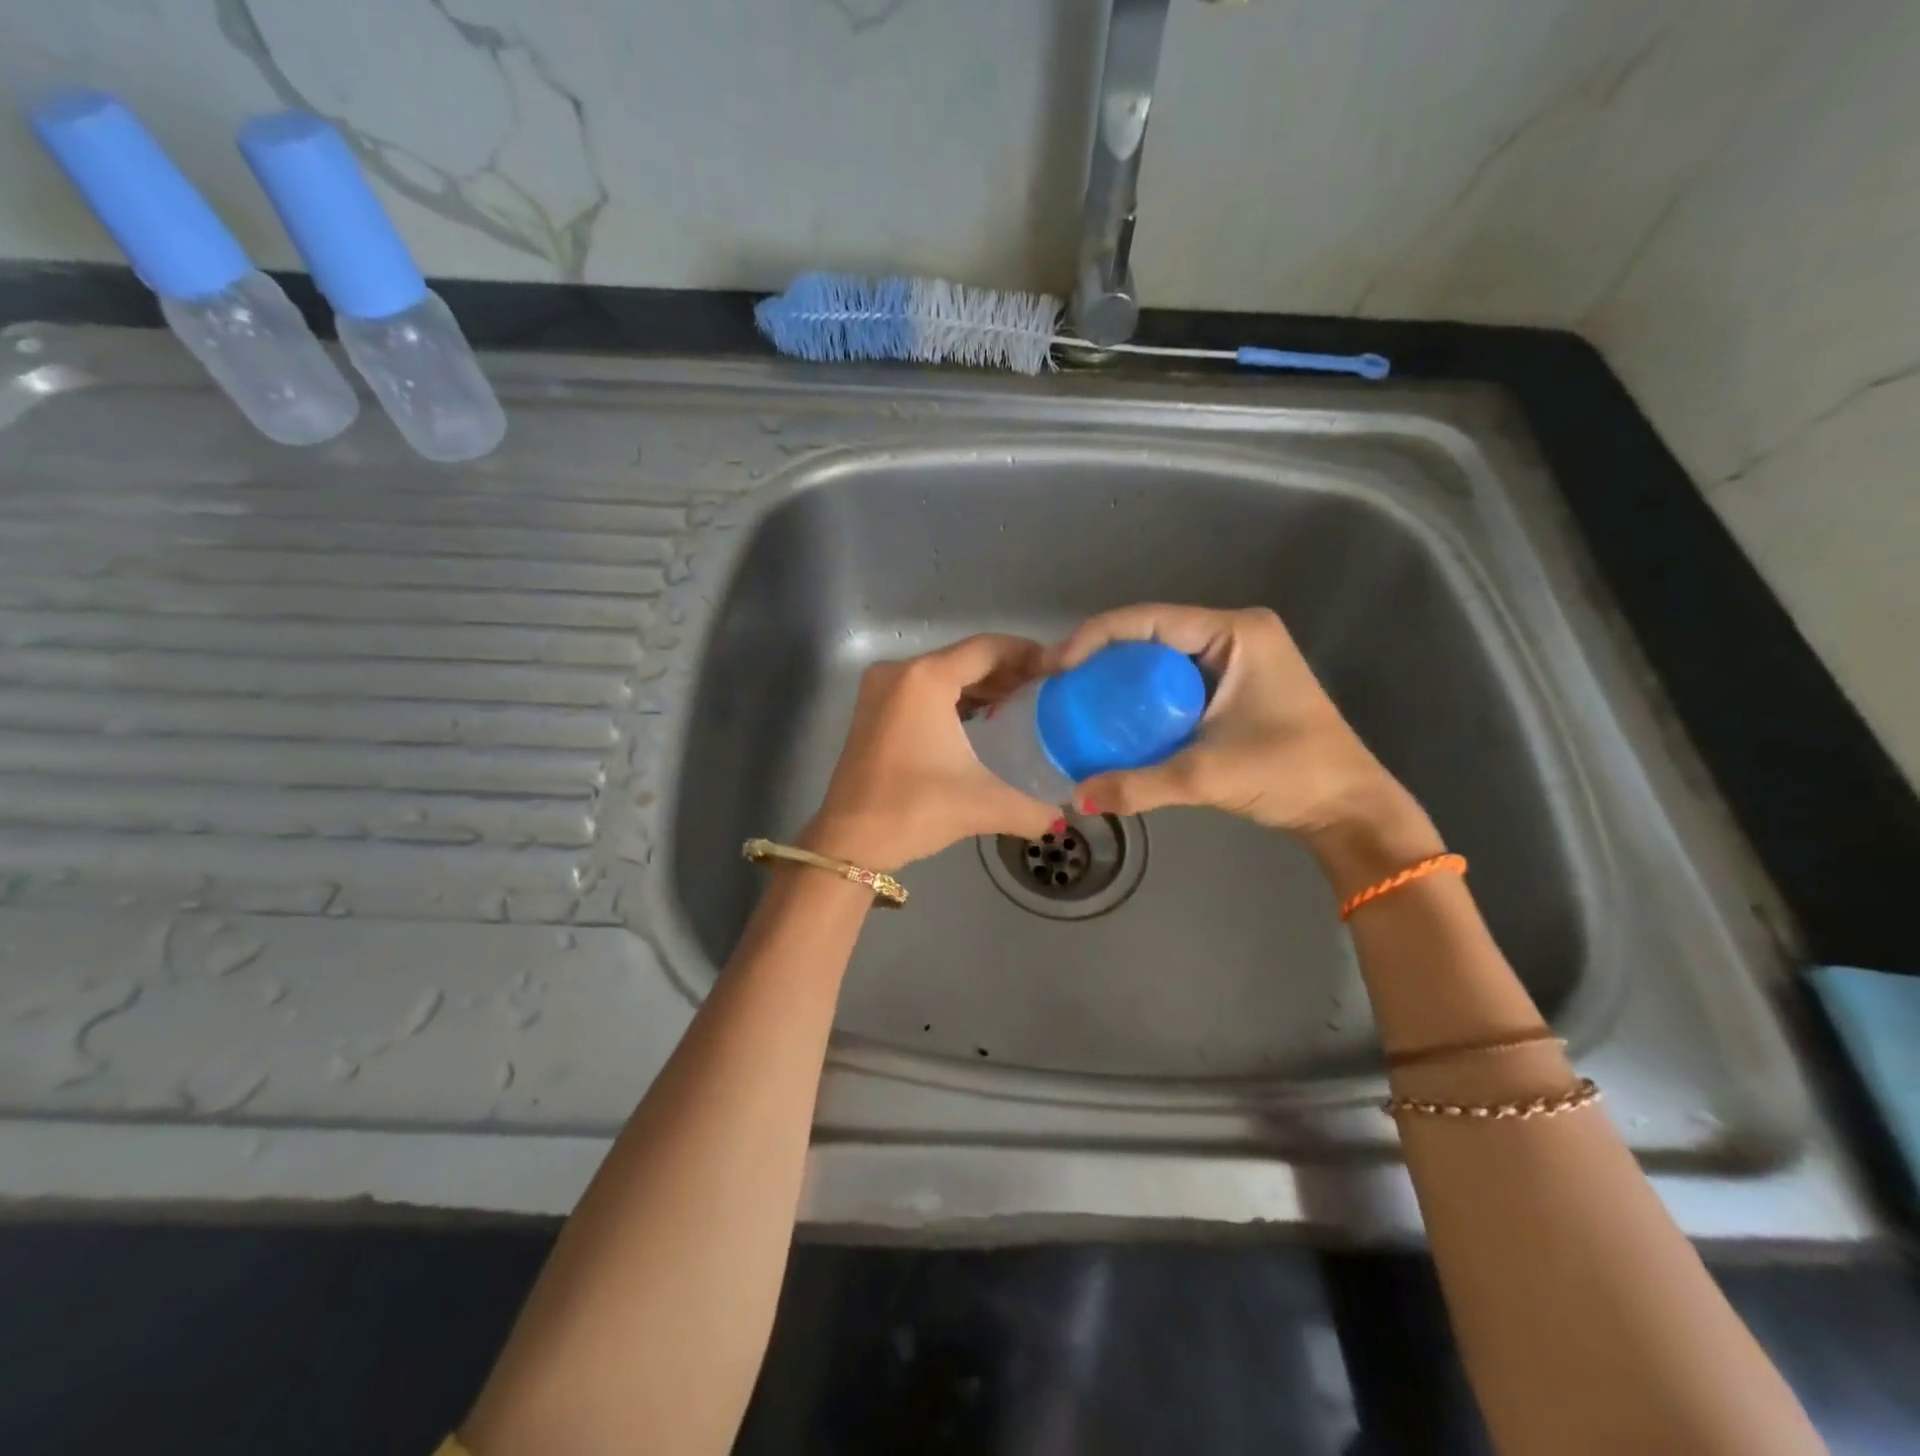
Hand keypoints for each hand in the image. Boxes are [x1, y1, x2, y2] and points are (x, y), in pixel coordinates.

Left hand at [804, 634, 1060, 871]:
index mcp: (927, 679)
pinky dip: (955, 698)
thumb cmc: (914, 810)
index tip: (1059, 667)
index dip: (1027, 653)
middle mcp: (901, 672)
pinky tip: (983, 717)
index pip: (988, 649)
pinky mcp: (874, 709)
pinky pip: (924, 690)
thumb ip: (1032, 809)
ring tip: (1023, 701)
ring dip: (981, 685)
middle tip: (1047, 687)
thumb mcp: (982, 805)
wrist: (850, 842)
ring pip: (944, 674)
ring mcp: (882, 689)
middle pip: (965, 658)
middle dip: (1007, 670)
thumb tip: (1063, 819)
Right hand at [1044, 604, 1410, 839]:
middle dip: (1101, 655)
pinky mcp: (1234, 684)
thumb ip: (1140, 785)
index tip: (1055, 666)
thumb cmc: (1291, 776)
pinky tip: (1113, 714)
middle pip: (1151, 632)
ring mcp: (1237, 658)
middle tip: (1058, 683)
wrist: (1348, 809)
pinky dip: (1141, 693)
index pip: (1150, 620)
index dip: (1095, 637)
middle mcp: (1236, 634)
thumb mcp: (1208, 776)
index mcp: (1236, 633)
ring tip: (1076, 697)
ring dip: (1119, 674)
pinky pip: (1174, 678)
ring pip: (1161, 655)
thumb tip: (1077, 796)